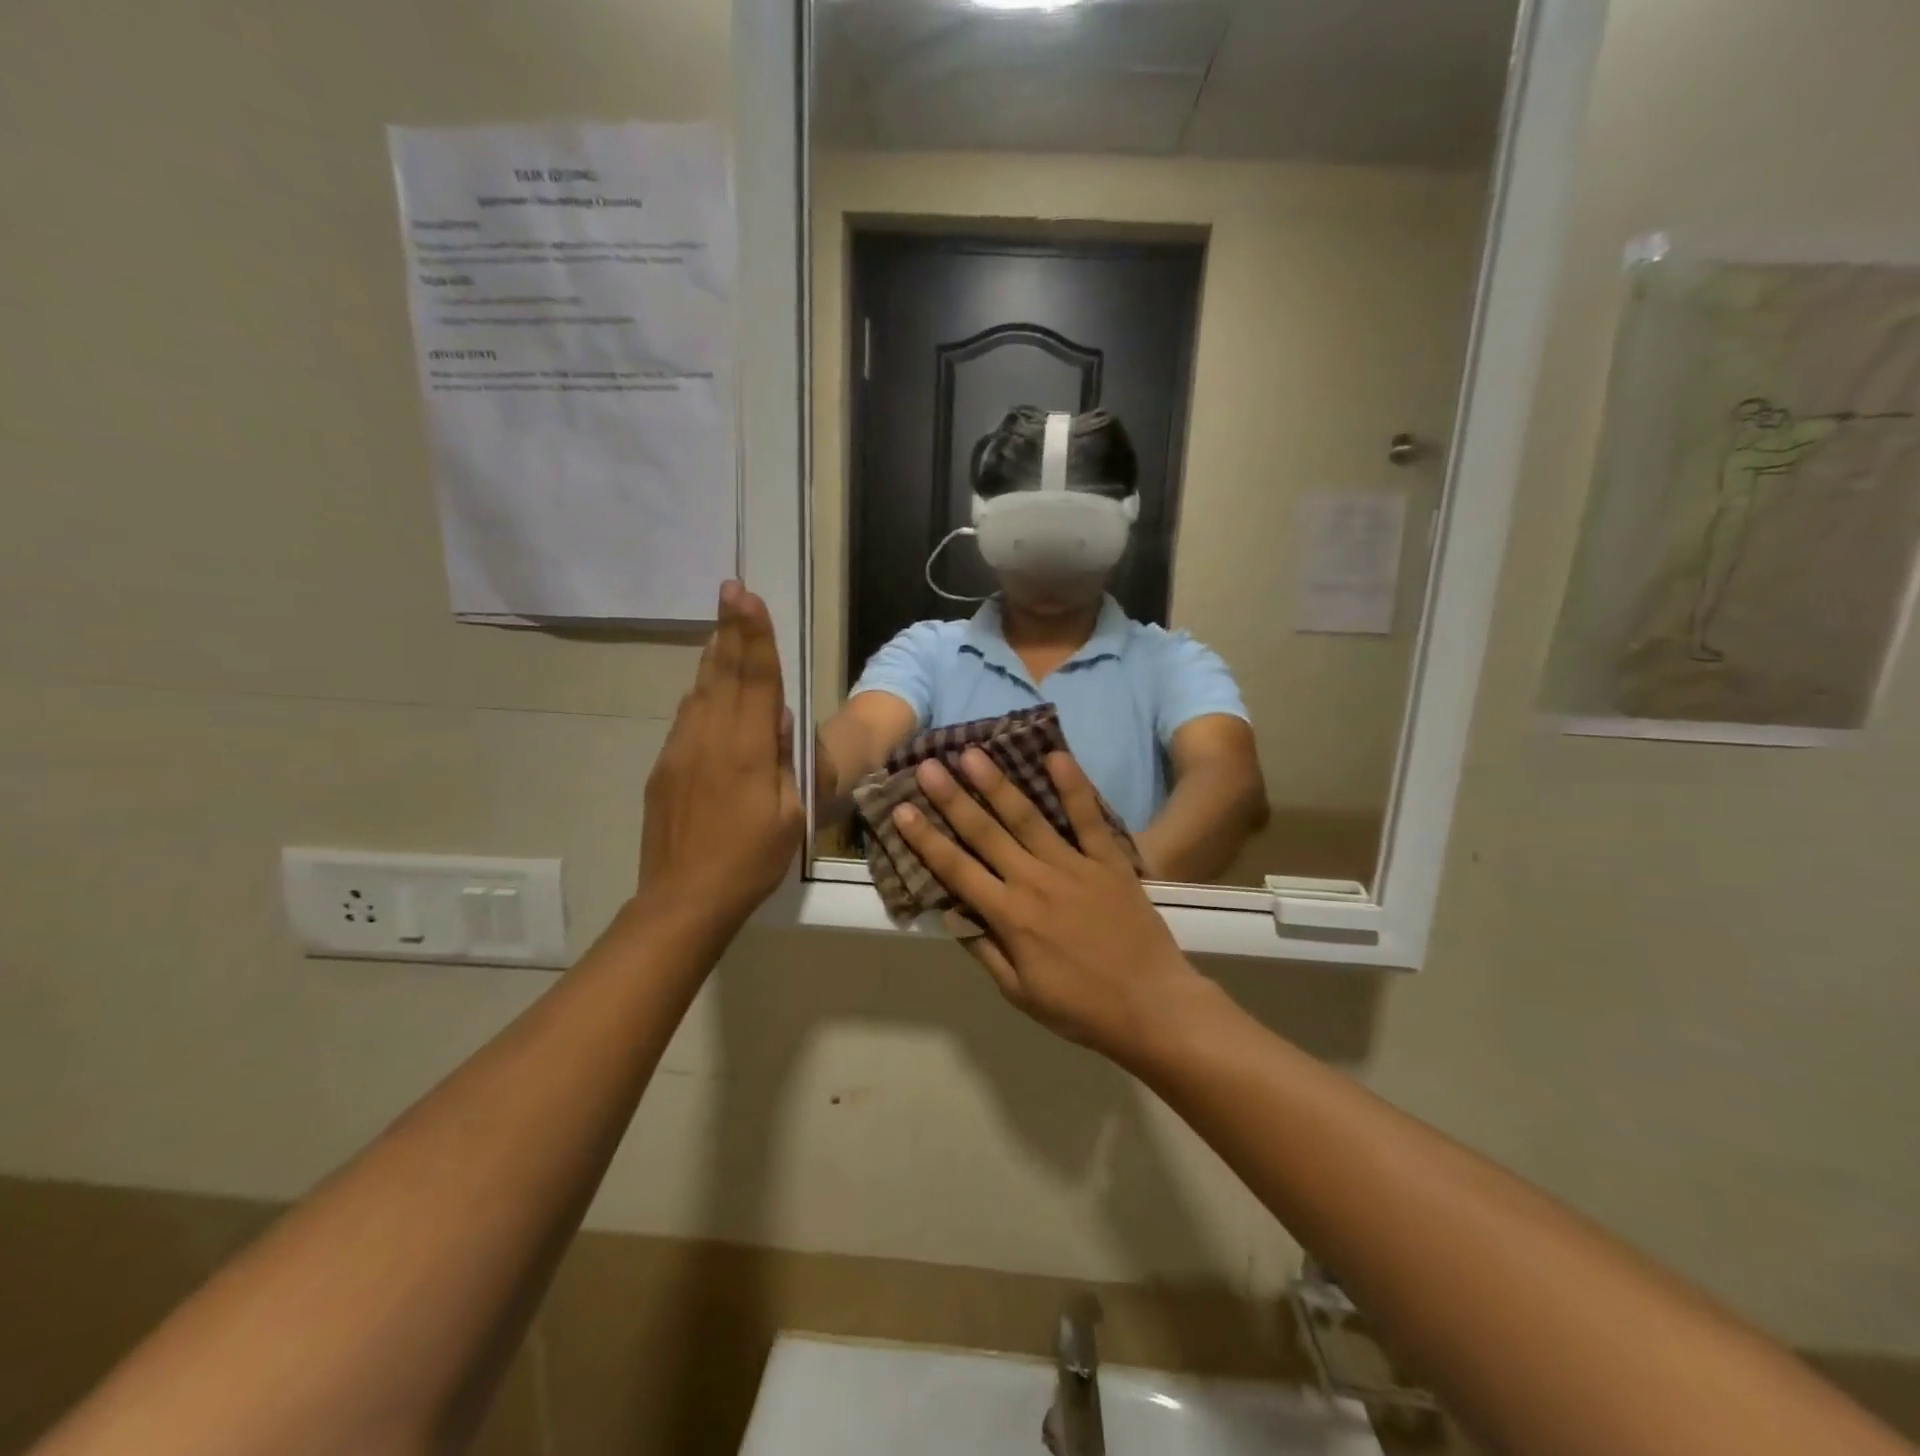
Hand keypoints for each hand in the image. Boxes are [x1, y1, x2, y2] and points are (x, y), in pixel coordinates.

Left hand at [638, 581, 803, 930]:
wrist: (684, 899)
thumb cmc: (751, 860)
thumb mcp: (790, 815)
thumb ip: (786, 762)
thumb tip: (778, 721)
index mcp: (746, 750)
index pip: (755, 680)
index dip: (754, 636)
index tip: (747, 595)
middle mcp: (709, 738)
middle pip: (723, 673)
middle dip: (731, 629)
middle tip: (731, 588)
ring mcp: (680, 750)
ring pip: (700, 690)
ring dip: (715, 655)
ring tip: (723, 626)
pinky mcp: (664, 766)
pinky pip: (687, 716)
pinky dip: (701, 691)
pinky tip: (706, 684)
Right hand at [891, 748, 1203, 1059]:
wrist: (1152, 1006)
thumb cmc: (1081, 1007)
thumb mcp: (1020, 992)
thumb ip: (984, 948)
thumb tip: (950, 912)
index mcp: (1009, 916)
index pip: (956, 870)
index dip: (925, 839)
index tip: (902, 810)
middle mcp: (1034, 882)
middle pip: (985, 833)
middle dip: (952, 799)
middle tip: (927, 766)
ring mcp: (1073, 866)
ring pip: (1028, 818)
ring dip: (997, 784)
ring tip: (973, 753)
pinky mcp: (1109, 861)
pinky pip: (1088, 819)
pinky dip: (1073, 786)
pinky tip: (1055, 756)